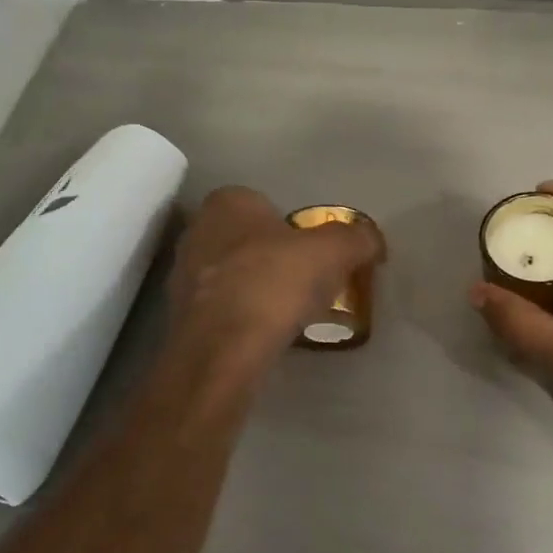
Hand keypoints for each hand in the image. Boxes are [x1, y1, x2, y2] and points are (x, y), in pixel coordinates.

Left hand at [170, 186, 384, 363]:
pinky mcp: (182, 315)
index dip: (295, 229)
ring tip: (290, 314)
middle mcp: (198, 230)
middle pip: (249, 240)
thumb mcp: (334, 252)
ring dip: (258, 289)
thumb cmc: (275, 283)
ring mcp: (183, 275)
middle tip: (308, 283)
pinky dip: (243, 317)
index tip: (317, 255)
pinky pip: (222, 308)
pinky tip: (265, 335)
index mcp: (227, 203)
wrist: (222, 349)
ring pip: (233, 275)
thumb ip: (357, 238)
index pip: (267, 204)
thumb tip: (371, 240)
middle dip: (276, 259)